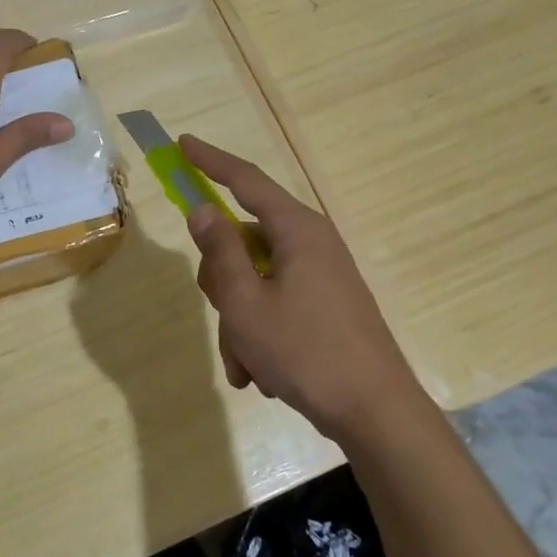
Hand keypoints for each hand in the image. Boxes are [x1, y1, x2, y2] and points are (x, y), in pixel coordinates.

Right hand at [179, 135, 424, 441]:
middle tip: (225, 313)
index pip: (245, 180)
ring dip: (238, 320)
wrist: (375, 413)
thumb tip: (203, 211)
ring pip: (253, 281)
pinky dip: (258, 334)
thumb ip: (220, 251)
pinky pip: (274, 305)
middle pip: (242, 241)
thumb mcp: (246, 302)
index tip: (182, 144)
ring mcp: (319, 276)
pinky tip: (260, 373)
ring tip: (246, 363)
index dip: (210, 161)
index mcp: (296, 230)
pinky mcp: (323, 305)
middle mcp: (310, 244)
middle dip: (222, 282)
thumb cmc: (305, 351)